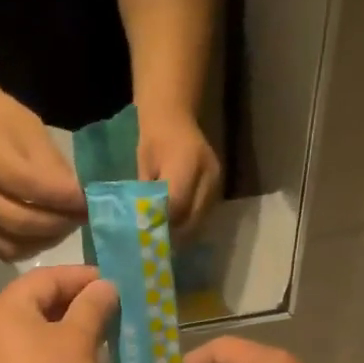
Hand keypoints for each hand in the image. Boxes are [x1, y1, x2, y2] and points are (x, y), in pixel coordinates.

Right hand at [0, 91, 85, 260]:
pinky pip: (5, 250)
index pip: (32, 187)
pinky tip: (47, 234)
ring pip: (13, 244)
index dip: (65, 198)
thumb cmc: (6, 122)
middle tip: (82, 216)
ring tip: (67, 224)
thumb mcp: (34, 133)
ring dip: (47, 239)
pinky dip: (31, 247)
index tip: (89, 200)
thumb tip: (80, 199)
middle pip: (22, 222)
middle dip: (59, 223)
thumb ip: (54, 169)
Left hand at [0, 265, 118, 362]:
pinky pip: (27, 357)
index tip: (113, 282)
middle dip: (74, 303)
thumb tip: (104, 286)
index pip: (45, 278)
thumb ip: (91, 308)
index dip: (81, 276)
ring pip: (31, 332)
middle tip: (110, 307)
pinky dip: (52, 352)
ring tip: (100, 334)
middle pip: (34, 303)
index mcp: (4, 309)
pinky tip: (78, 362)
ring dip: (65, 329)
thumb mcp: (78, 343)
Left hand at [136, 107, 220, 232]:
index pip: (175, 204)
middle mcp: (207, 173)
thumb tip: (145, 225)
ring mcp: (216, 180)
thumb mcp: (144, 166)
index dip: (162, 223)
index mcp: (186, 163)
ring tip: (166, 240)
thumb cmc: (154, 140)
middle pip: (191, 216)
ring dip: (183, 232)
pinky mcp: (219, 186)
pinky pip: (205, 212)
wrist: (175, 117)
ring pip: (200, 218)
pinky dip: (191, 222)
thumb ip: (147, 195)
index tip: (148, 237)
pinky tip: (177, 228)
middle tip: (157, 244)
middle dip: (173, 233)